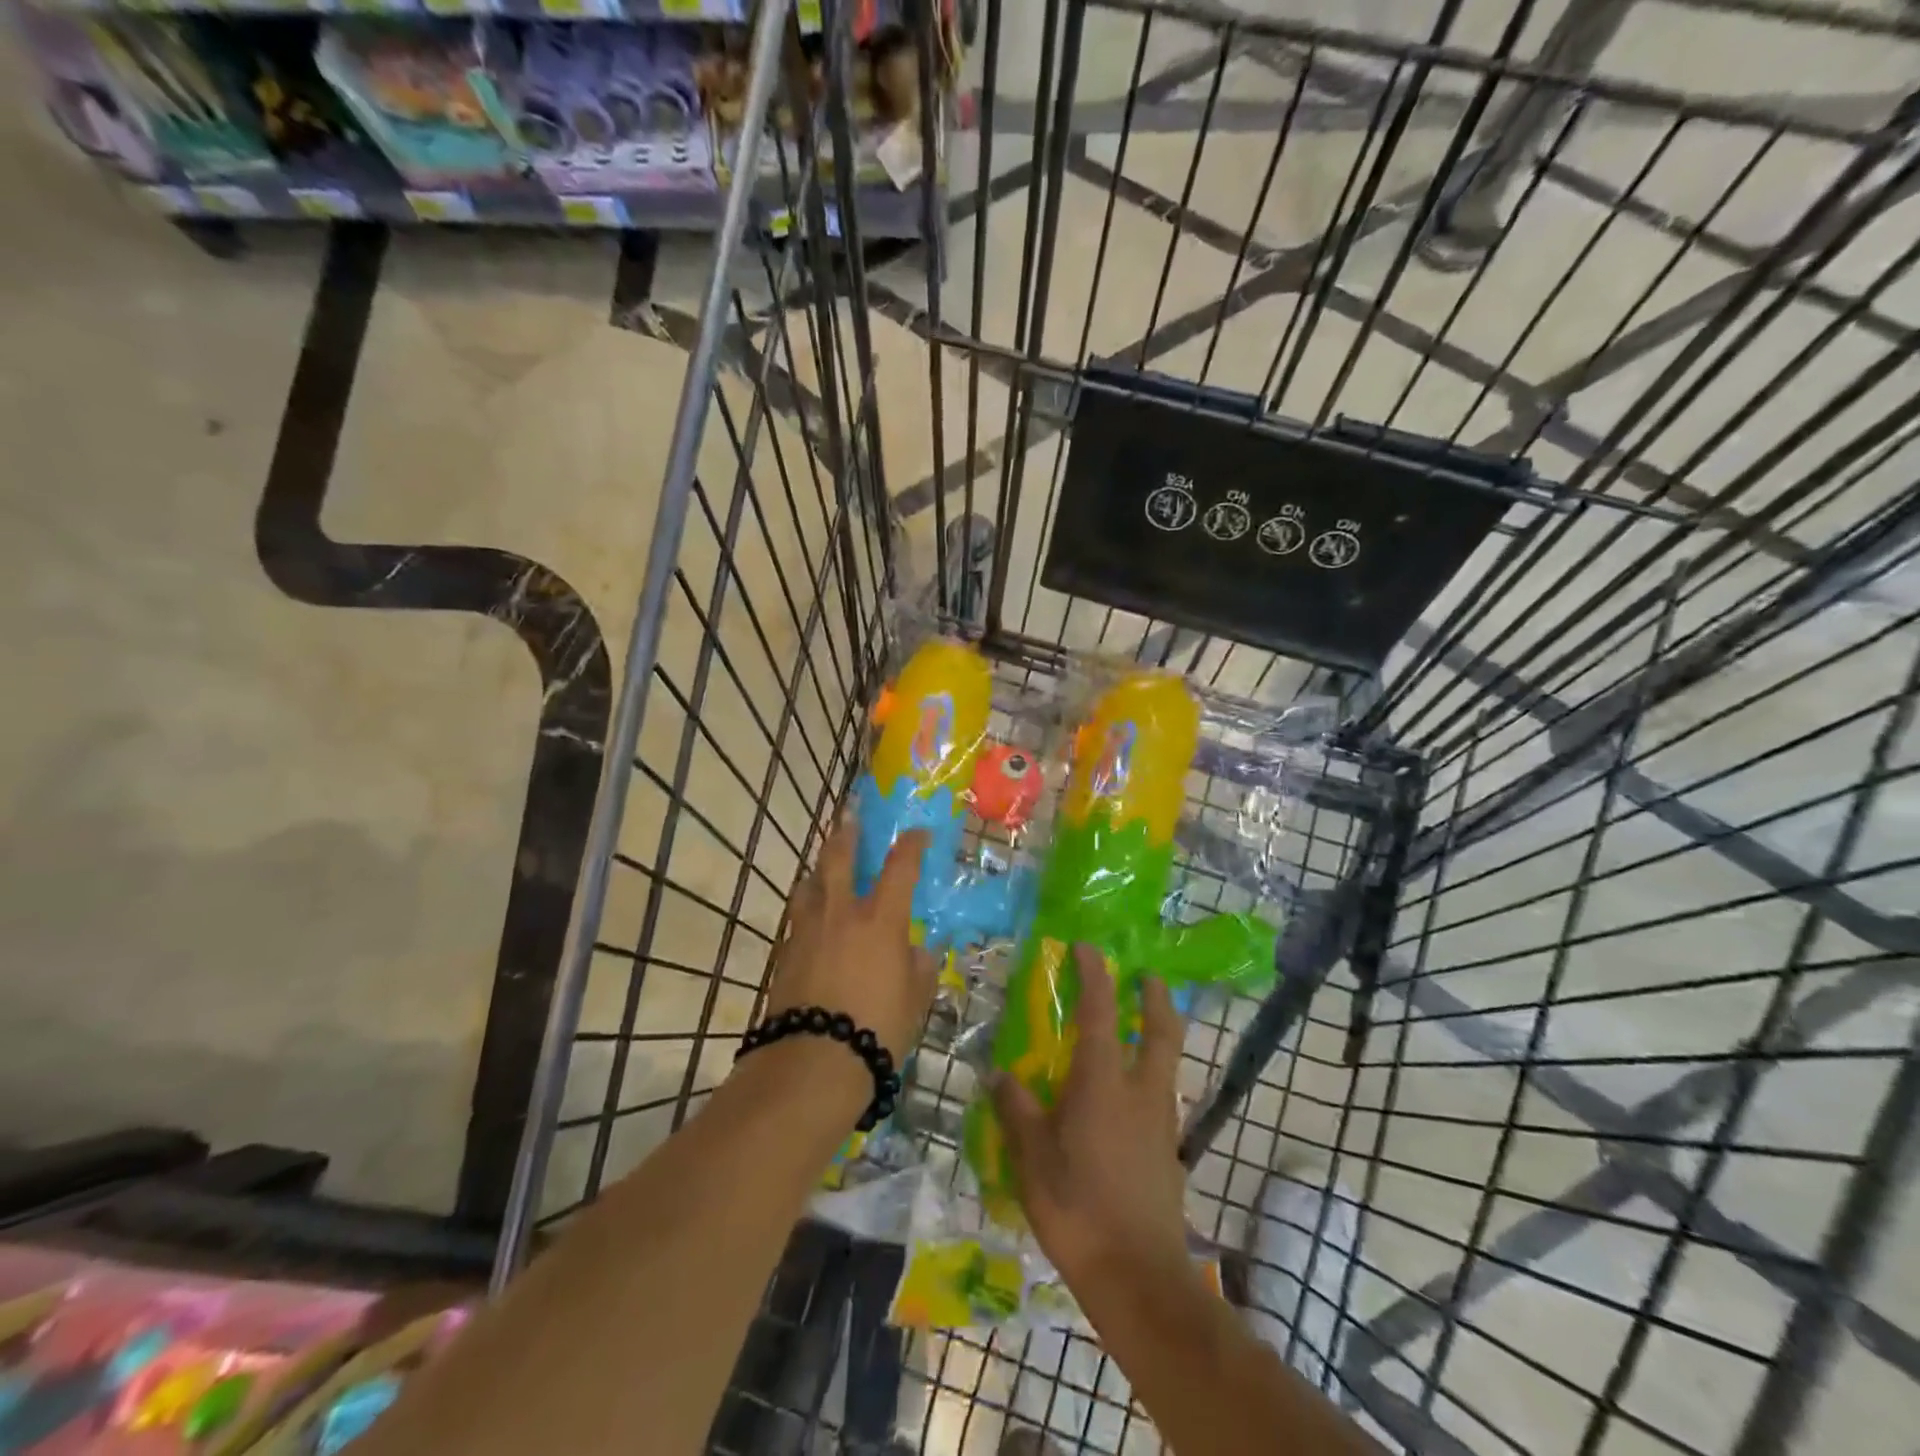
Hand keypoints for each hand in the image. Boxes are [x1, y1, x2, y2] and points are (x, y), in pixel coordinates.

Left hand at [764, 817, 937, 1062]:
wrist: (813, 1060)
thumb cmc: (877, 1028)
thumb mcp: (914, 1000)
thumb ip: (919, 969)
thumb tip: (919, 952)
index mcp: (881, 919)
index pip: (900, 867)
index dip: (911, 845)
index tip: (918, 833)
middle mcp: (842, 913)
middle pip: (840, 858)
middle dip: (848, 834)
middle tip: (851, 817)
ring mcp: (808, 930)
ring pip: (810, 883)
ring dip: (819, 869)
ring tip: (824, 869)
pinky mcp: (785, 953)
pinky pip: (797, 917)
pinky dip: (807, 907)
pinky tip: (811, 918)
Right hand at [991, 944, 1190, 1286]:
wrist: (1137, 1277)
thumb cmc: (1077, 1207)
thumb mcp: (1032, 1158)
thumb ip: (1016, 1110)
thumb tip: (997, 1074)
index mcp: (1102, 1083)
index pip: (1101, 1012)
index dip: (1095, 974)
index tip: (1087, 948)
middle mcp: (1140, 1092)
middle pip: (1160, 1030)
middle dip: (1155, 998)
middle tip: (1146, 976)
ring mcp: (1161, 1122)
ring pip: (1167, 1062)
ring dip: (1159, 1033)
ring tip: (1139, 1028)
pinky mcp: (1169, 1151)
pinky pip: (1163, 1095)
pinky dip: (1153, 1075)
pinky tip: (1132, 1095)